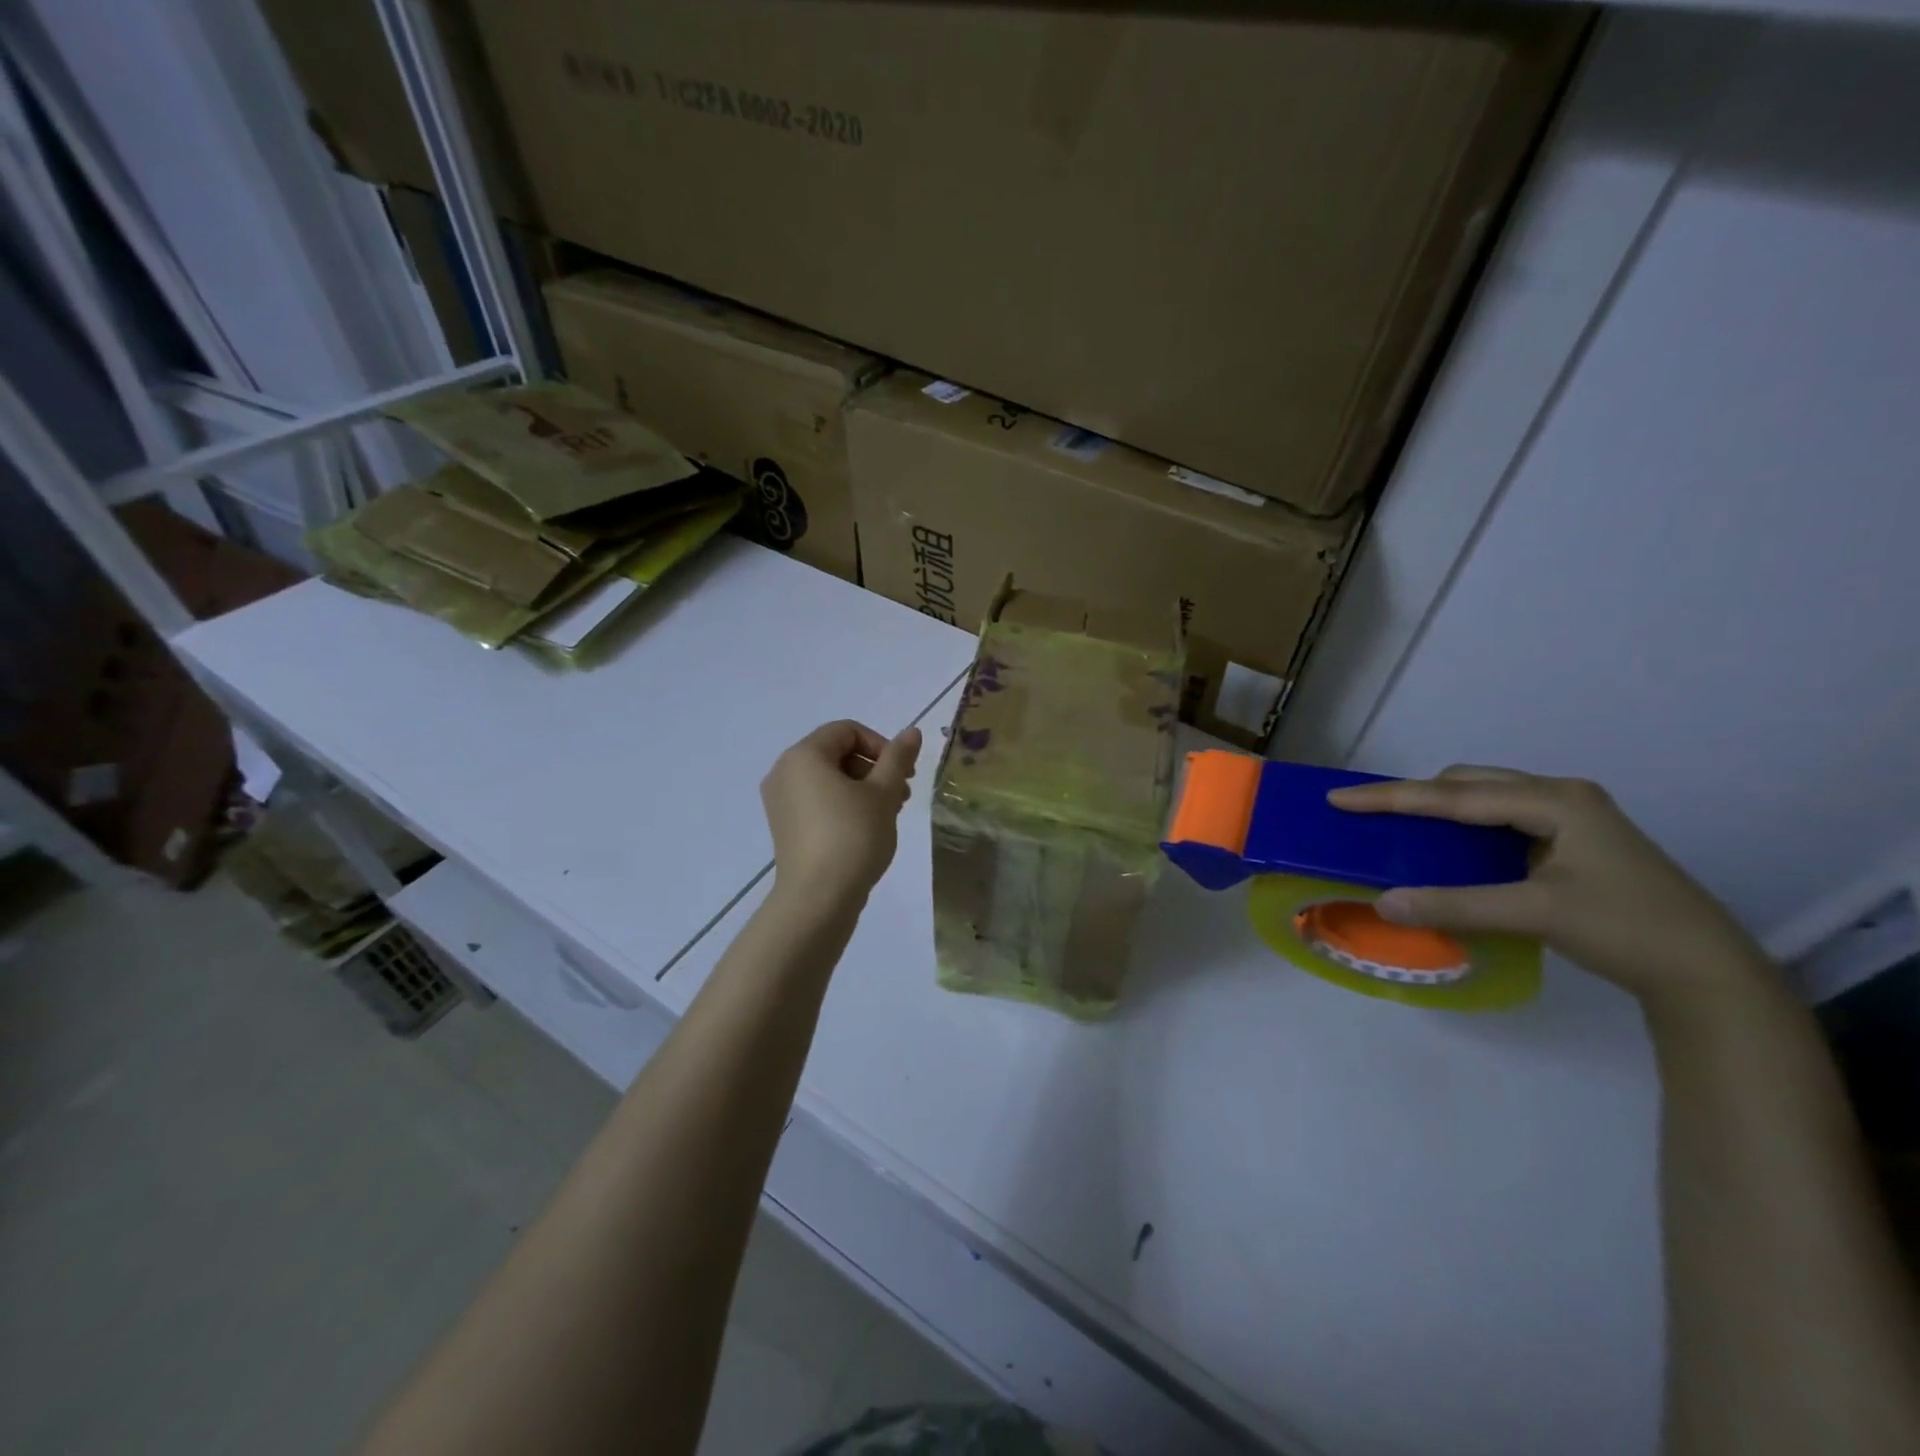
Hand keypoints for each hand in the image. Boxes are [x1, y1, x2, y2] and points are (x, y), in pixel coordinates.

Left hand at [760, 720, 921, 909]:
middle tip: (902, 795)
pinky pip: (817, 800)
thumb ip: (898, 758)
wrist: (818, 899)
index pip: (847, 731)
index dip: (881, 745)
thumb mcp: (883, 794)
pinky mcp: (785, 826)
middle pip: (837, 753)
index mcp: (804, 755)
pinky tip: (867, 828)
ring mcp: (780, 800)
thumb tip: (912, 731)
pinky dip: (843, 804)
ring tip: (889, 814)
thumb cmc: (853, 837)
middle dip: (875, 768)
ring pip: (829, 779)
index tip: (903, 773)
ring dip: (863, 788)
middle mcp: (784, 771)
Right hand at [1327, 767, 1775, 1009]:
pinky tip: (1449, 848)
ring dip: (1440, 809)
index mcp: (1554, 800)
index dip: (1392, 797)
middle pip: (1468, 782)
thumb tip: (1382, 903)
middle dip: (1415, 795)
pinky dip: (1464, 827)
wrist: (1708, 972)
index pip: (1453, 794)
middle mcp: (1561, 795)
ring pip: (1485, 797)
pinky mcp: (1572, 840)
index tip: (1340, 797)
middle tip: (1367, 813)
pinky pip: (1500, 818)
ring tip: (1399, 827)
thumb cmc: (1626, 930)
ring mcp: (1571, 816)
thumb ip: (1455, 905)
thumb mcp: (1535, 914)